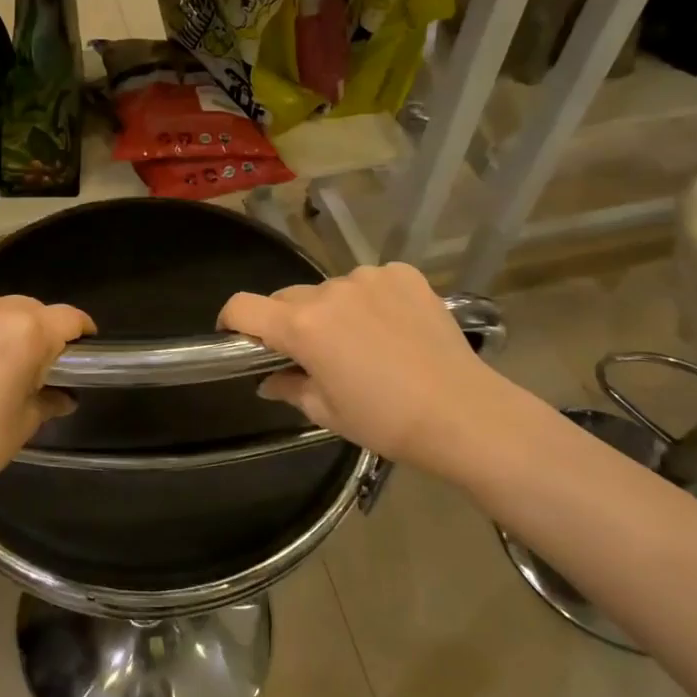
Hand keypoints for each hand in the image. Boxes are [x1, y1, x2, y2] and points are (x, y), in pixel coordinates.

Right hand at [220, 263, 510, 473]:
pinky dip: (370, 301)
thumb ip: (289, 387)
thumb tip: (269, 380)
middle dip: (289, 323)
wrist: (464, 414)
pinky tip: (393, 329)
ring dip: (333, 311)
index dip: (232, 321)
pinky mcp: (404, 275)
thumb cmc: (386, 421)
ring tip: (363, 344)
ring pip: (331, 290)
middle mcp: (330, 290)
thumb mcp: (327, 412)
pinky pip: (370, 283)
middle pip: (288, 298)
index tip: (239, 339)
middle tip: (312, 355)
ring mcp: (370, 277)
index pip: (243, 306)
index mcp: (303, 325)